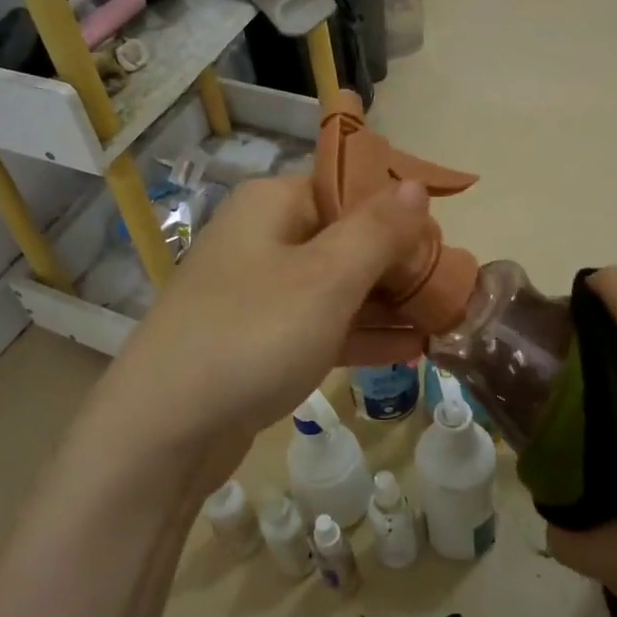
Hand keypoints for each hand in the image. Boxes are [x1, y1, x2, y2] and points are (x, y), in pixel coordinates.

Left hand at [68, 173, 430, 493]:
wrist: (164, 431)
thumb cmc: (253, 336)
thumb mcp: (326, 278)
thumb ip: (377, 230)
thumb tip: (415, 185)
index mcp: (273, 204)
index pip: (349, 187)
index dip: (399, 212)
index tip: (442, 245)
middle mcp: (263, 238)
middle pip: (346, 237)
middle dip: (401, 263)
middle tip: (453, 290)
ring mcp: (258, 293)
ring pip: (337, 286)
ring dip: (388, 302)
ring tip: (445, 320)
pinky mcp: (258, 341)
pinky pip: (320, 326)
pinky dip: (361, 334)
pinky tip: (410, 349)